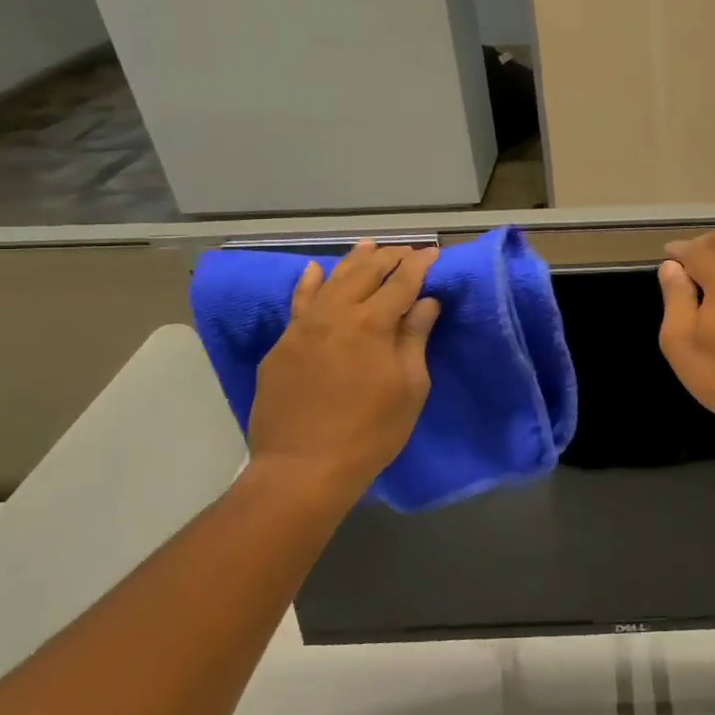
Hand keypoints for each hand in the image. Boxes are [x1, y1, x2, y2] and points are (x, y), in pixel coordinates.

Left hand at [246, 242, 440, 502]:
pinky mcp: (282, 346)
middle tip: (406, 252)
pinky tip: (314, 270)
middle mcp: (335, 314)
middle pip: (365, 273)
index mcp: (372, 324)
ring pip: (330, 281)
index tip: (432, 253)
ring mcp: (303, 328)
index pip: (401, 283)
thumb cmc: (371, 432)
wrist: (303, 468)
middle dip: (388, 258)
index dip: (419, 265)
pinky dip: (309, 283)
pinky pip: (299, 303)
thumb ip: (415, 338)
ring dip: (353, 262)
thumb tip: (426, 302)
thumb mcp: (409, 387)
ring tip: (368, 246)